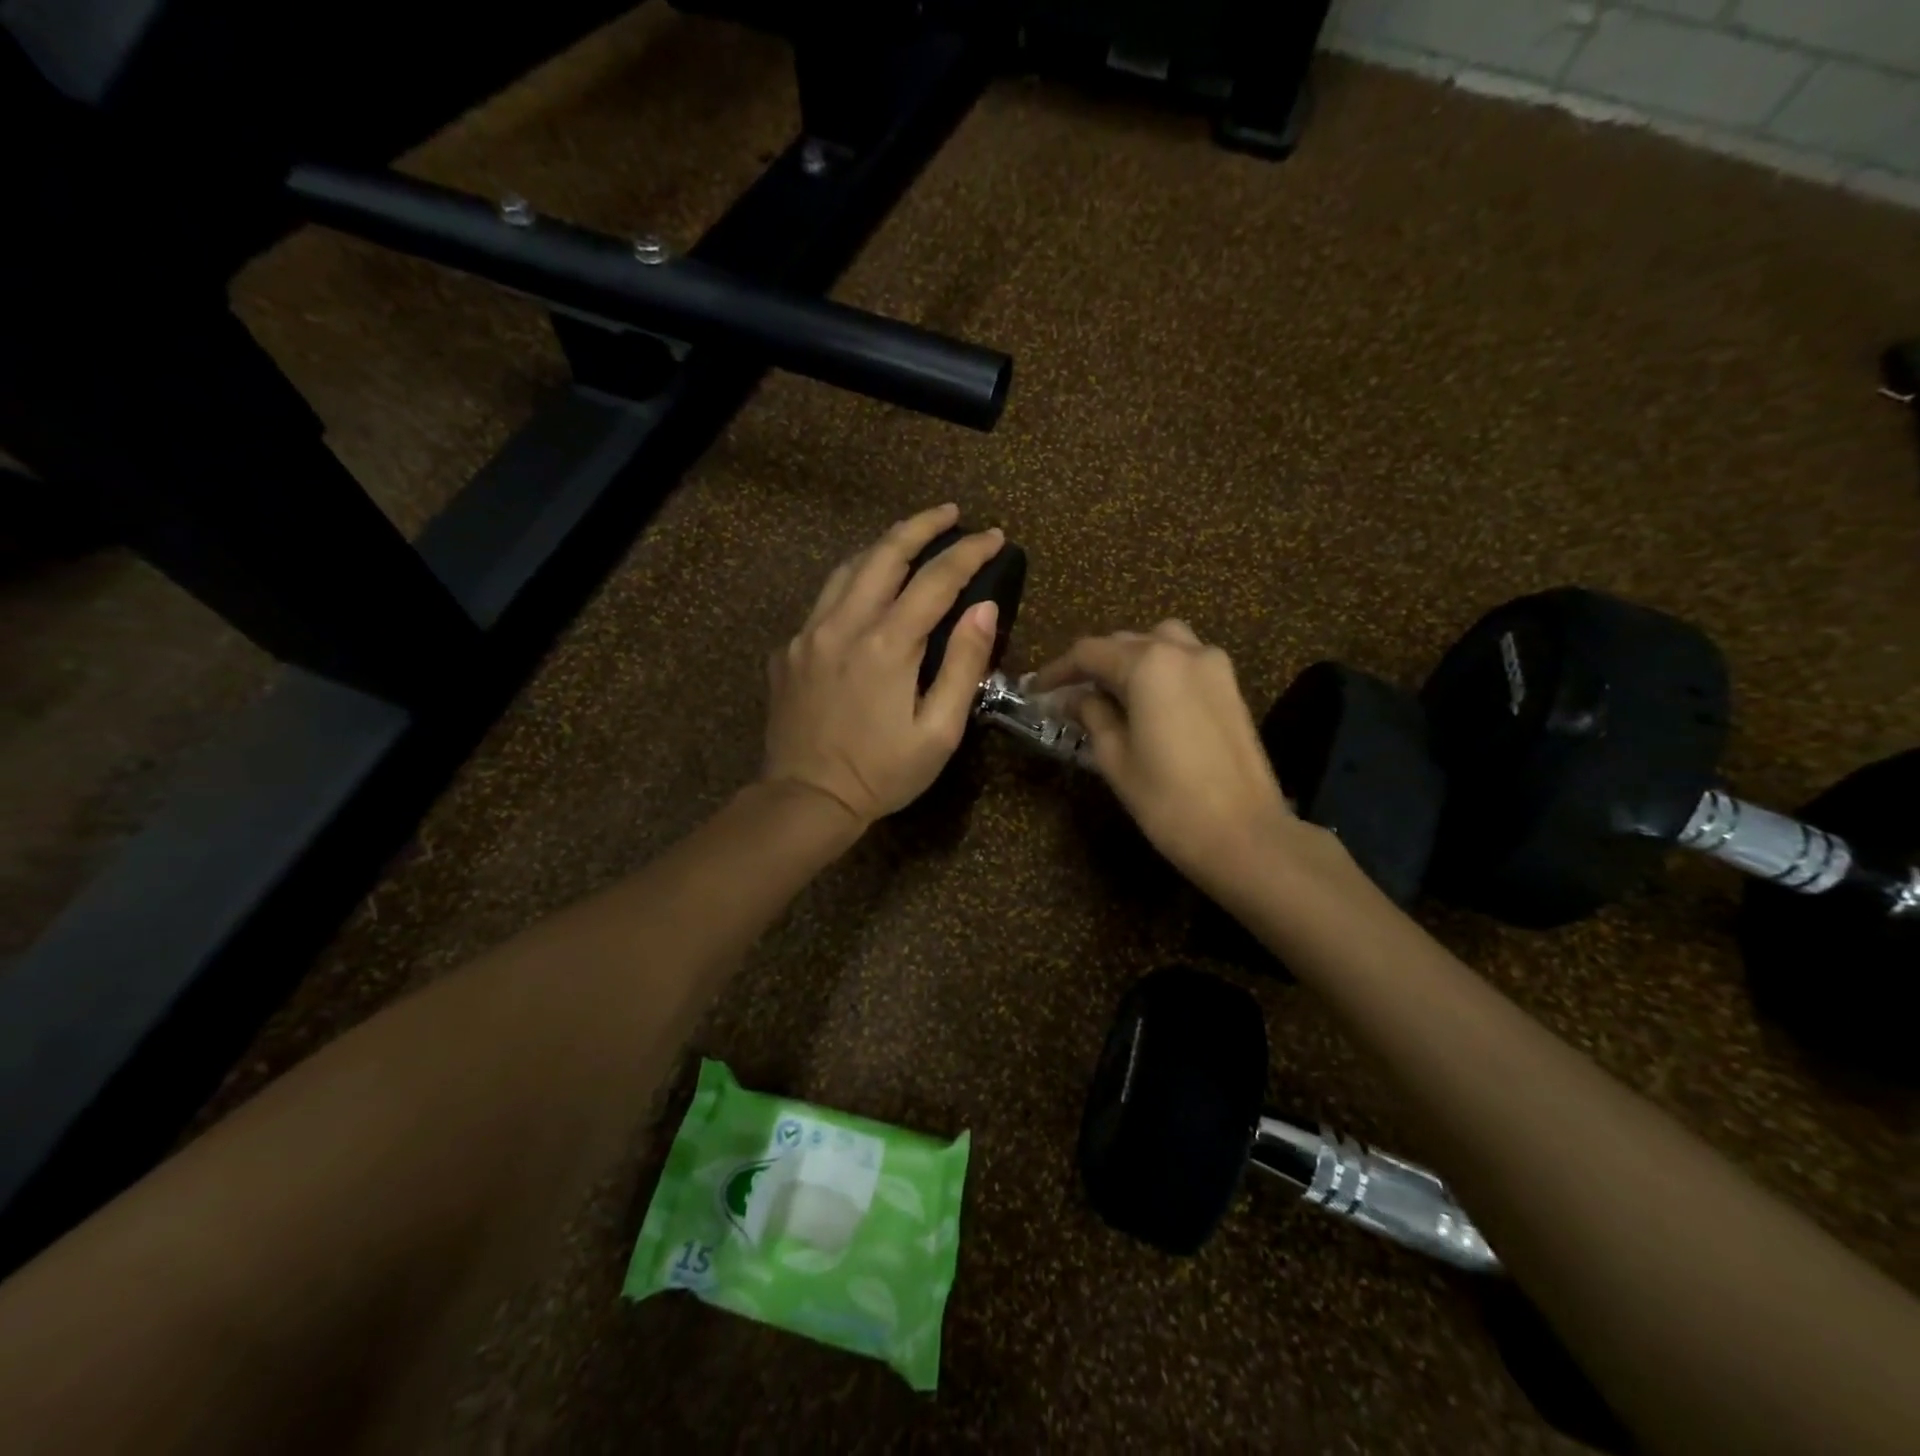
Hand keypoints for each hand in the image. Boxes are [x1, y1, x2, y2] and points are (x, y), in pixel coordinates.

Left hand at [763, 504, 1003, 829]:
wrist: (806, 799)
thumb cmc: (883, 773)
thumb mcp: (939, 731)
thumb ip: (963, 665)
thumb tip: (984, 609)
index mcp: (887, 644)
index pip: (936, 579)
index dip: (969, 553)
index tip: (994, 537)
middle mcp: (843, 625)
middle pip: (885, 553)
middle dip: (921, 525)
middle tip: (950, 513)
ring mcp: (808, 634)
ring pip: (848, 569)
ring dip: (884, 547)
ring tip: (911, 541)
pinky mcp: (789, 650)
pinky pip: (824, 600)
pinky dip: (853, 583)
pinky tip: (867, 594)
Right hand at [1030, 621, 1311, 895]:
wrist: (1244, 834)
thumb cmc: (1168, 800)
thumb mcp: (1115, 758)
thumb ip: (1091, 715)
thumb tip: (1071, 698)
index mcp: (1148, 665)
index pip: (1089, 653)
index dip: (1057, 670)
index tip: (1035, 691)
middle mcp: (1183, 651)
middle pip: (1125, 642)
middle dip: (1093, 663)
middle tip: (1068, 694)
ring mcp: (1213, 666)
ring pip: (1160, 642)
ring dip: (1129, 658)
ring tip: (1109, 691)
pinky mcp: (1230, 687)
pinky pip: (1185, 660)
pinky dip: (1159, 668)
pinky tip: (1146, 700)